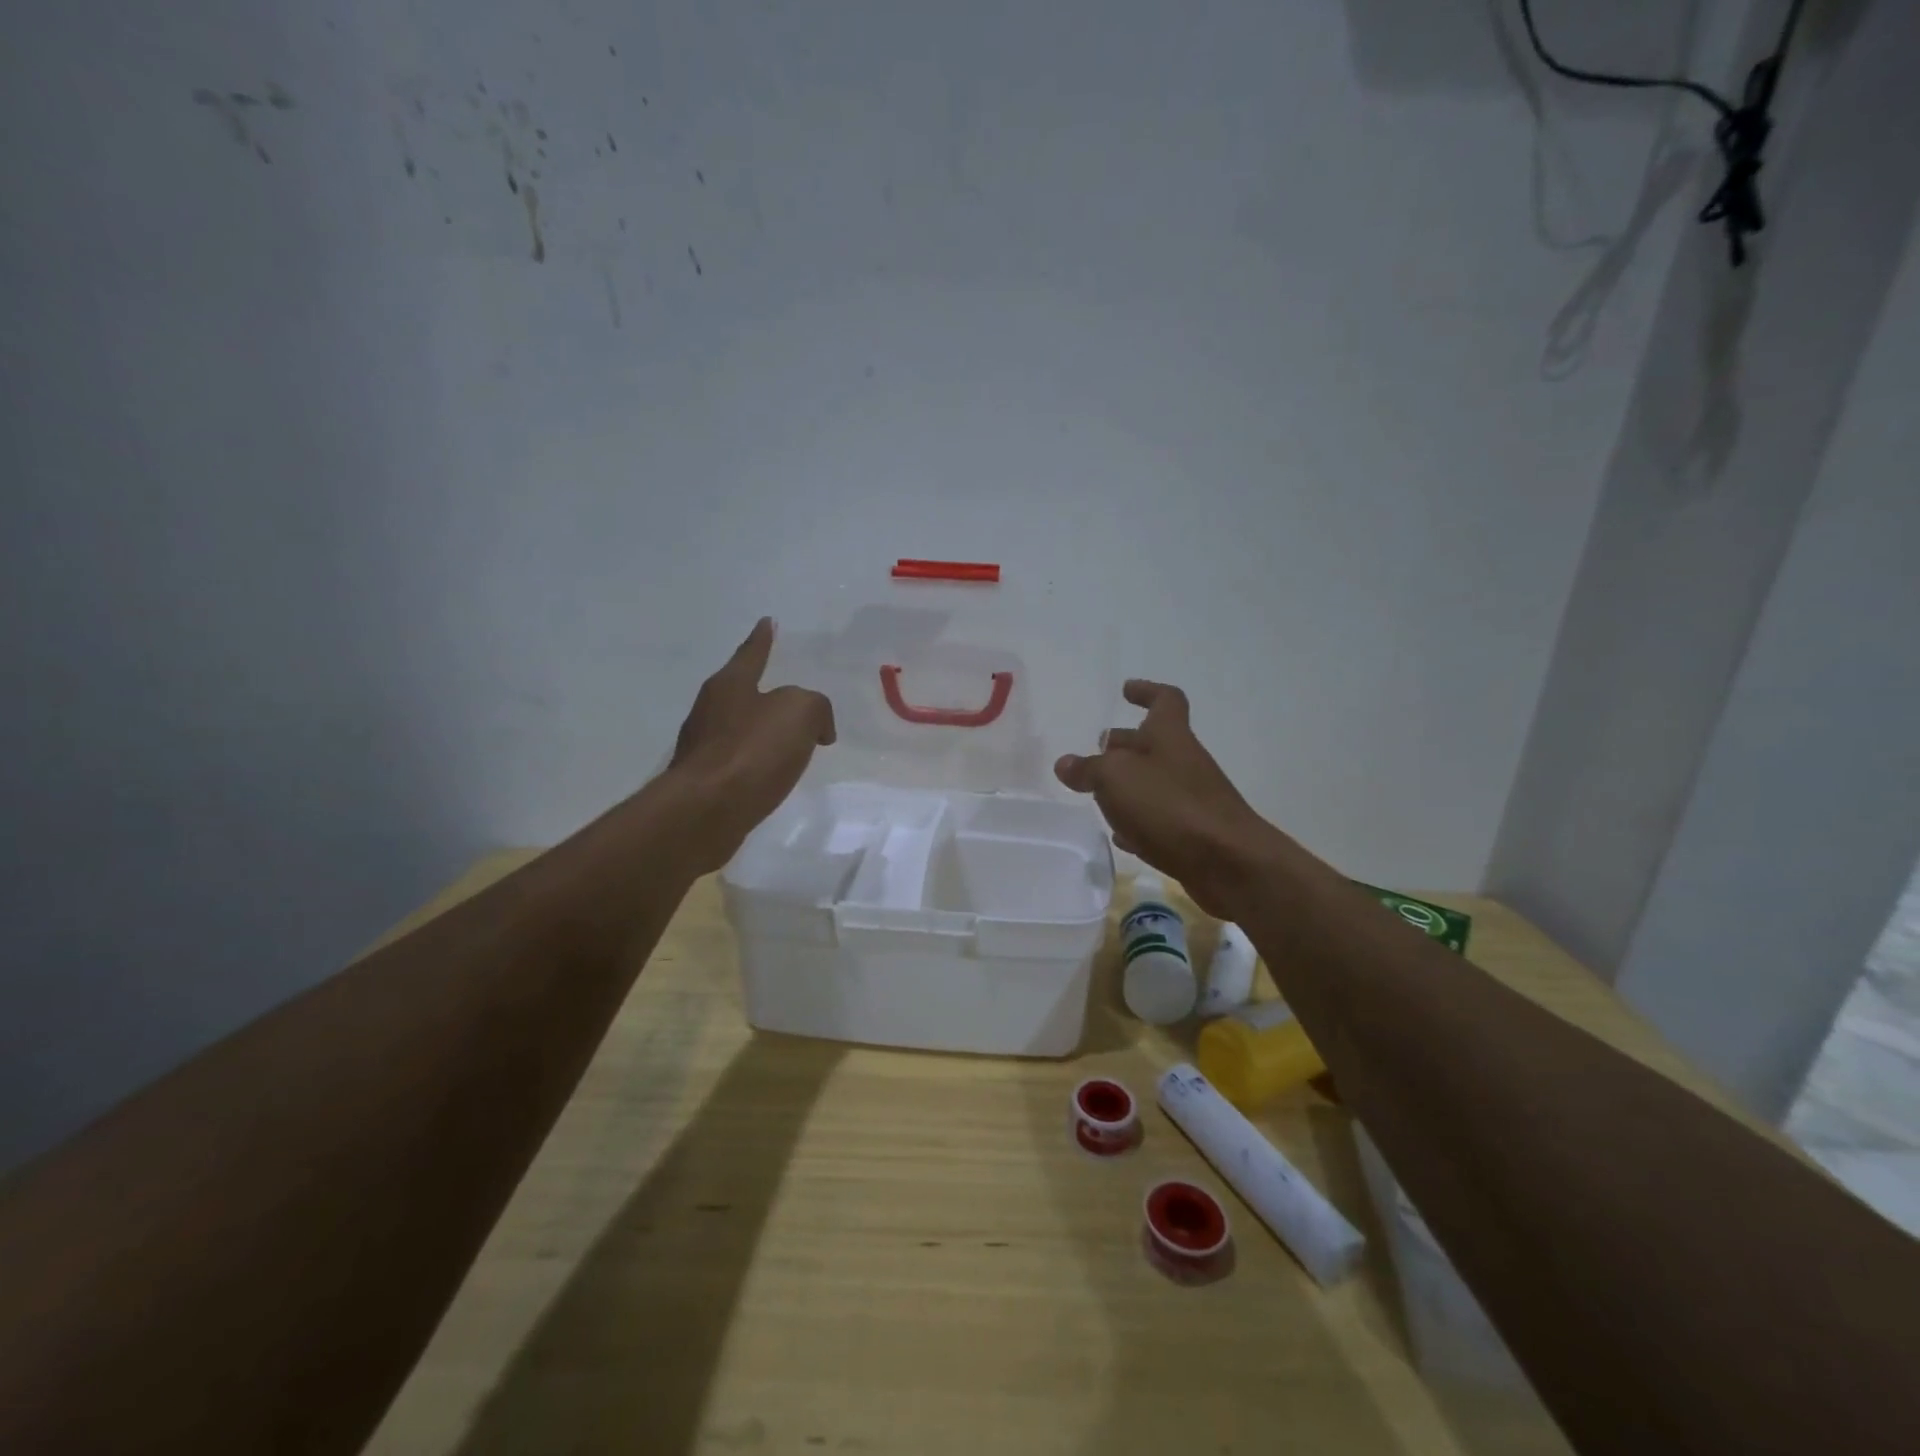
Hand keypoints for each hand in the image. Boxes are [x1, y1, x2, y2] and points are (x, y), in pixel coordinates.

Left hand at [663, 618, 836, 873]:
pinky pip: (740, 761)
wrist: (706, 811)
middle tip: (791, 694)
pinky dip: (758, 761)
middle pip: (742, 691)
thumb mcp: (801, 712)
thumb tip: (817, 729)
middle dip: (766, 691)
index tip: (768, 621)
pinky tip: (773, 773)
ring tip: (790, 739)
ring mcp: (703, 746)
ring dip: (764, 730)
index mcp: (730, 684)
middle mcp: (710, 709)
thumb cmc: (753, 751)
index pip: (752, 652)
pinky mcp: (704, 780)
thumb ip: (815, 707)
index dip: (763, 638)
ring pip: (740, 728)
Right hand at [1055, 680, 1280, 917]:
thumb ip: (1088, 769)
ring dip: (1128, 785)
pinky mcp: (1191, 835)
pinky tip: (1120, 835)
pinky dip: (1138, 822)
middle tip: (1098, 750)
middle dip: (1125, 744)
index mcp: (1169, 736)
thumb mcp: (1115, 778)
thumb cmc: (1170, 805)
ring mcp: (1190, 799)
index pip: (1164, 700)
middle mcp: (1183, 762)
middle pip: (1153, 744)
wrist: (1228, 862)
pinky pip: (1159, 821)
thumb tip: (1065, 764)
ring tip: (1098, 794)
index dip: (1146, 692)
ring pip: (1154, 783)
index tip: (1126, 690)